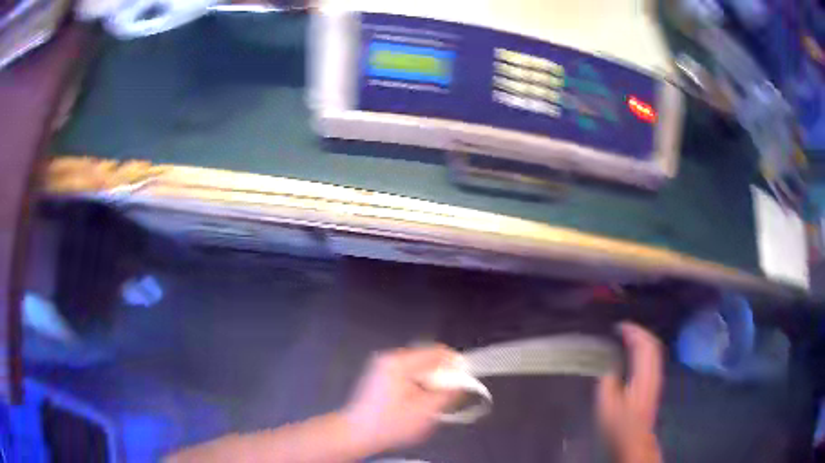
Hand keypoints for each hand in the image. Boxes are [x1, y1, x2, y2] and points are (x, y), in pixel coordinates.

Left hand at [343, 345, 460, 453]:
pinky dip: (418, 383)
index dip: (455, 363)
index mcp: (399, 362)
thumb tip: (463, 383)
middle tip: (452, 392)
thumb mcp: (425, 412)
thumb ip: (448, 394)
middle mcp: (390, 358)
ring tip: (436, 398)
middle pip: (427, 357)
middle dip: (442, 374)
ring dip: (430, 379)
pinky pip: (407, 373)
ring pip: (418, 366)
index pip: (436, 351)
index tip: (467, 377)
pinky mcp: (379, 375)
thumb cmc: (390, 423)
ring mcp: (382, 365)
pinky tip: (419, 400)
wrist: (356, 433)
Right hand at [597, 323, 663, 462]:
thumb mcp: (607, 405)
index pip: (644, 344)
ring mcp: (656, 378)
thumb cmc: (619, 425)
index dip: (633, 331)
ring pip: (654, 350)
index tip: (617, 326)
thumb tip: (608, 368)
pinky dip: (643, 349)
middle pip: (653, 343)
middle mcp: (654, 373)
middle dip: (639, 332)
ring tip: (627, 337)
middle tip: (622, 329)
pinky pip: (652, 358)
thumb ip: (607, 382)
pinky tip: (633, 354)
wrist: (635, 441)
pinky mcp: (654, 384)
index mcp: (644, 375)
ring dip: (642, 340)